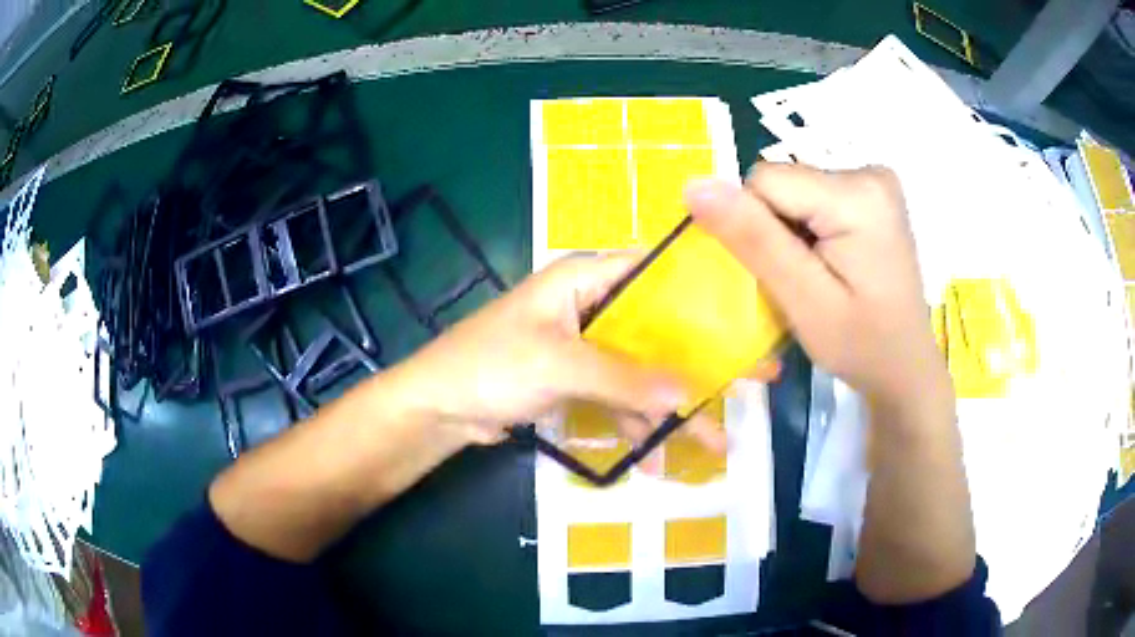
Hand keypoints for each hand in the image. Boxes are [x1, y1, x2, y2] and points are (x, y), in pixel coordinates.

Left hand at [394, 252, 727, 456]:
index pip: (655, 272)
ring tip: (718, 440)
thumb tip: (689, 394)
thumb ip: (624, 377)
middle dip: (702, 359)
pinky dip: (638, 424)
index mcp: (584, 279)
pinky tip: (660, 457)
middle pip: (659, 329)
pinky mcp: (576, 382)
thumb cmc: (489, 366)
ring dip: (674, 406)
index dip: (701, 290)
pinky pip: (620, 397)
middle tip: (756, 378)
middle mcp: (591, 306)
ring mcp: (585, 347)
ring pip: (643, 370)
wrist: (437, 409)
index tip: (746, 312)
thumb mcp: (558, 364)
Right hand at [685, 164, 949, 411]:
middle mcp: (868, 171)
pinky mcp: (872, 192)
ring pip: (794, 191)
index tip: (785, 273)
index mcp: (857, 193)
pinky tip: (833, 263)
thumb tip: (694, 185)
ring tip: (821, 276)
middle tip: (805, 281)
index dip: (757, 227)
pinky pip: (813, 197)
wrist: (905, 366)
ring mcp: (874, 179)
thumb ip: (753, 239)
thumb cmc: (861, 345)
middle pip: (782, 183)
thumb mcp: (804, 301)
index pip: (765, 181)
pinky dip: (810, 230)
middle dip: (777, 231)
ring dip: (793, 232)